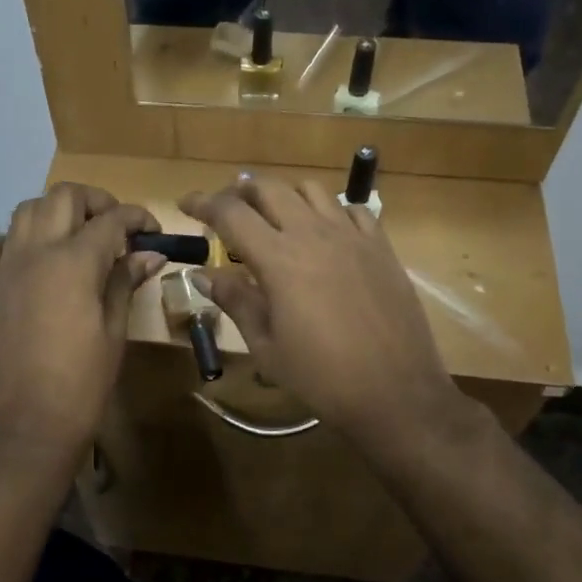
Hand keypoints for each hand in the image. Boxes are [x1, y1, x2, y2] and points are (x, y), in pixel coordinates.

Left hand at [0, 183, 163, 472]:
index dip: (137, 217)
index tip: (152, 230)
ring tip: (74, 237)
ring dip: (55, 213)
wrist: (25, 426)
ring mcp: (2, 268)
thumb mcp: (114, 332)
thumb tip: (149, 254)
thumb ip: (125, 283)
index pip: (111, 220)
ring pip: (25, 211)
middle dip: (95, 202)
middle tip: (115, 226)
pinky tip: (31, 261)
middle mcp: (34, 252)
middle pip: (63, 197)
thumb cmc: (81, 384)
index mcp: (74, 263)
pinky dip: (16, 241)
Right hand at [179, 175, 464, 449]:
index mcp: (279, 259)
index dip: (203, 203)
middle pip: (269, 189)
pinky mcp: (381, 247)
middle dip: (240, 191)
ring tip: (275, 218)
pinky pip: (353, 209)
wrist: (395, 392)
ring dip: (284, 196)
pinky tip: (325, 234)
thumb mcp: (266, 346)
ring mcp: (352, 236)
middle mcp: (314, 234)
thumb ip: (235, 300)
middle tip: (226, 210)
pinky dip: (330, 211)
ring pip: (312, 190)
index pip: (230, 213)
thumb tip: (202, 274)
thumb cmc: (321, 377)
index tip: (186, 204)